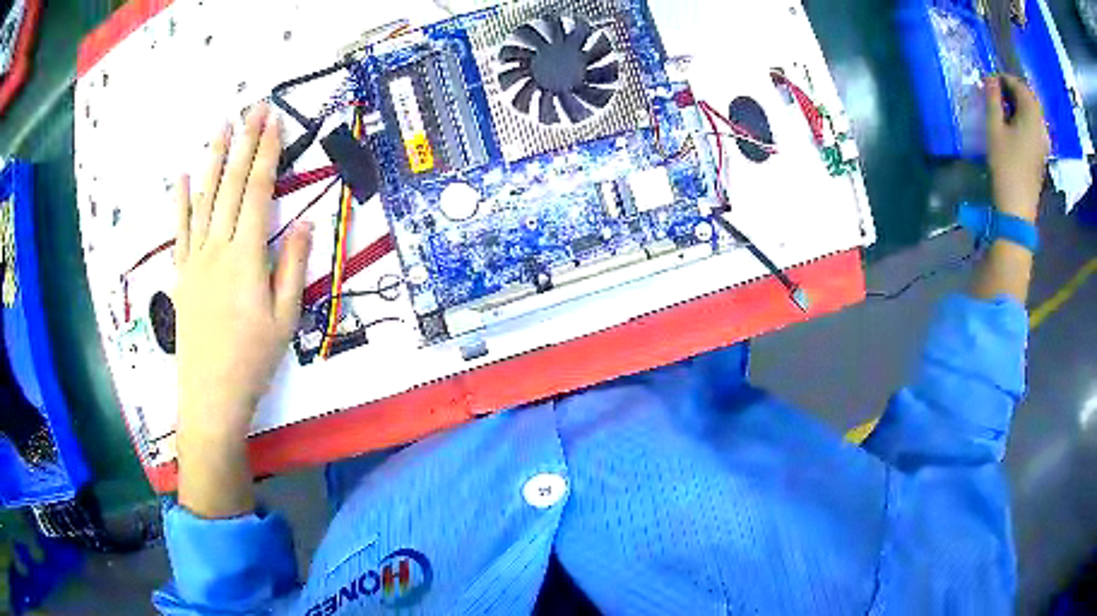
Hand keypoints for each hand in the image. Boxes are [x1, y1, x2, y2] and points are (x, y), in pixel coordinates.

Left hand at [175, 103, 312, 444]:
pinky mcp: (182, 273)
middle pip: (231, 185)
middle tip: (253, 108)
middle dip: (244, 143)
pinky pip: (180, 229)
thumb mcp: (285, 318)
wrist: (210, 395)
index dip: (266, 154)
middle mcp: (218, 247)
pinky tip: (182, 176)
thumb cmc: (252, 360)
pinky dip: (181, 200)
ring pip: (205, 198)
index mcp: (247, 256)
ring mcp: (195, 258)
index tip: (273, 122)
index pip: (257, 192)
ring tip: (221, 127)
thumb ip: (293, 266)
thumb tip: (303, 223)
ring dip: (214, 159)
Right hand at [985, 74, 1050, 221]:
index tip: (991, 81)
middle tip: (998, 91)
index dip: (1005, 78)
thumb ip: (993, 100)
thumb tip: (991, 78)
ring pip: (1033, 112)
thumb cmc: (1005, 165)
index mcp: (1031, 116)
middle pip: (1029, 98)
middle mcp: (1040, 126)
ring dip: (1020, 103)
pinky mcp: (1042, 153)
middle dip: (1014, 90)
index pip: (1020, 86)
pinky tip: (1015, 124)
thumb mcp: (994, 128)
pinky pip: (1035, 125)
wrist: (1018, 207)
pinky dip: (1025, 117)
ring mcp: (1043, 141)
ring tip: (1005, 107)